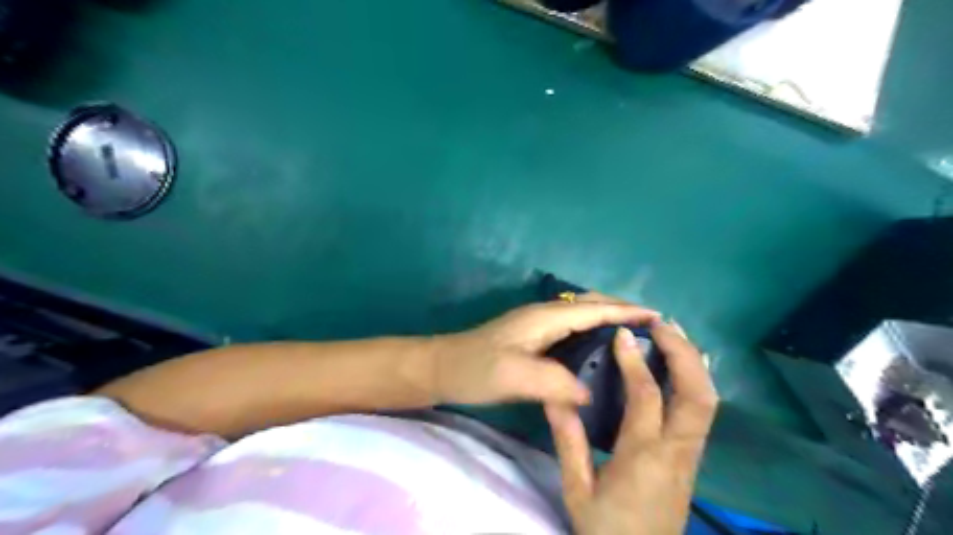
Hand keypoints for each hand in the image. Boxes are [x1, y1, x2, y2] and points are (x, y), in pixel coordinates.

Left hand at [430, 298, 660, 405]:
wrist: (441, 368)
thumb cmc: (474, 368)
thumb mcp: (513, 375)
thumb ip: (554, 382)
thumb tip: (589, 394)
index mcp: (544, 317)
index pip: (594, 309)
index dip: (626, 311)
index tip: (657, 318)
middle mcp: (544, 315)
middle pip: (591, 306)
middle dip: (621, 311)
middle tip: (651, 330)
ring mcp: (537, 327)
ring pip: (582, 318)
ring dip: (608, 322)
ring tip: (633, 341)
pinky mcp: (531, 340)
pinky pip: (572, 332)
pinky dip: (592, 335)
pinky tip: (598, 355)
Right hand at [543, 317, 713, 534]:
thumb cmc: (606, 528)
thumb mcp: (577, 489)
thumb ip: (568, 440)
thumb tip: (556, 395)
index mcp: (643, 456)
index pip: (646, 395)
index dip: (635, 359)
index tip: (622, 333)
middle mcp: (677, 450)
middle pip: (697, 393)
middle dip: (682, 352)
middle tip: (661, 323)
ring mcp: (692, 454)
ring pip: (708, 400)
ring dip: (693, 361)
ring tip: (673, 333)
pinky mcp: (694, 457)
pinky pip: (705, 411)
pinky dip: (698, 379)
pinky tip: (687, 362)